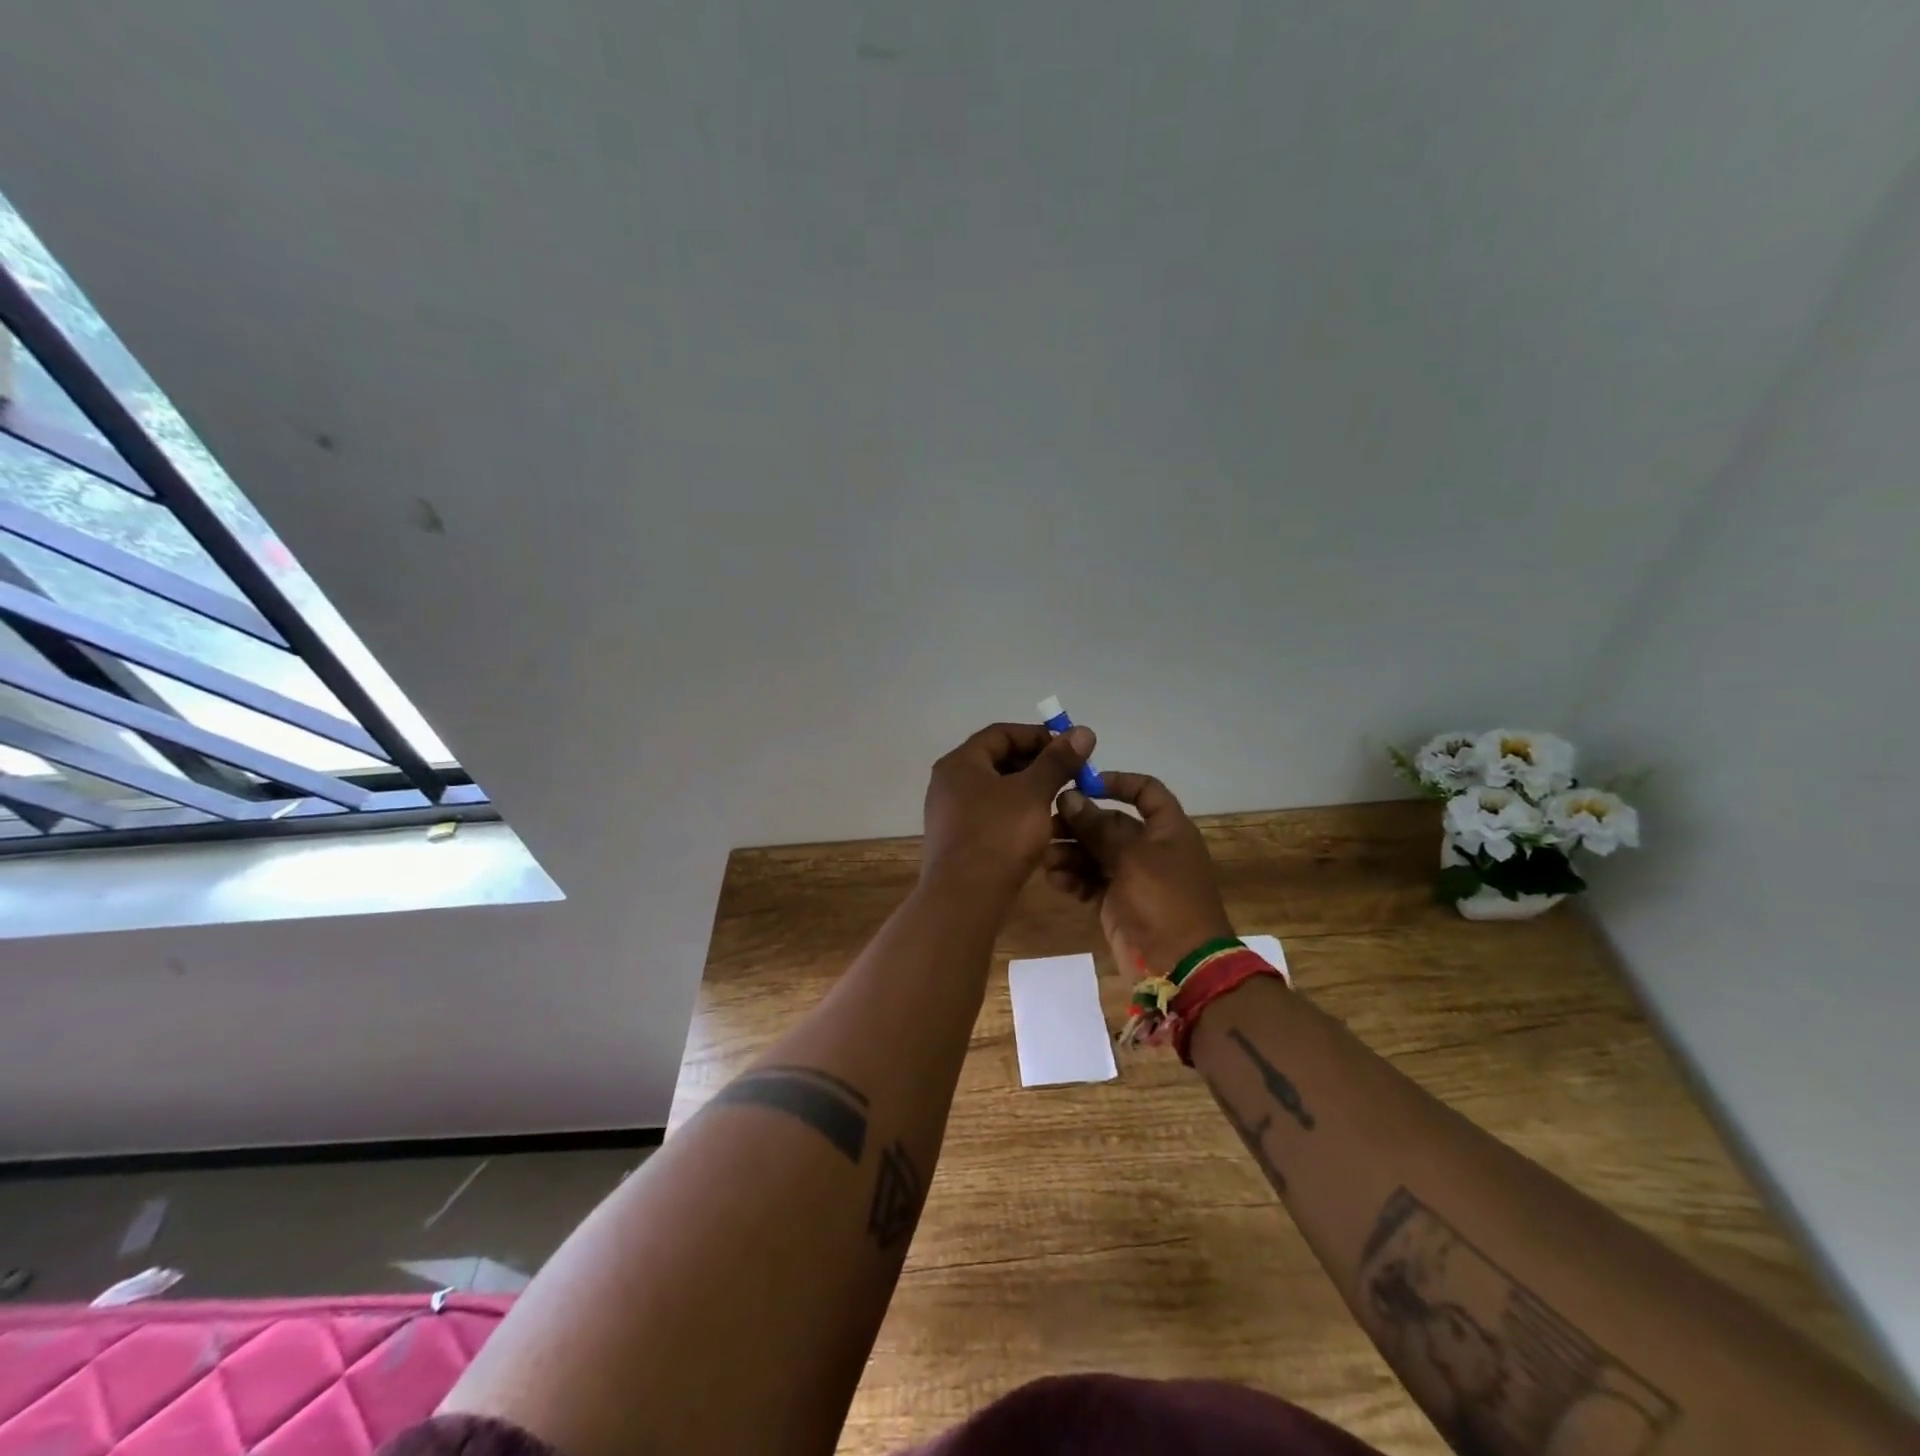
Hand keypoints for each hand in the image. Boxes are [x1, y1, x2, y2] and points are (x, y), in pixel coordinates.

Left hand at [922, 721, 1095, 897]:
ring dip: (1030, 791)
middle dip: (1036, 765)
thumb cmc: (998, 836)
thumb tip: (1083, 730)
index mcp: (960, 763)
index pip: (1001, 733)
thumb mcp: (1033, 793)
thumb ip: (1057, 761)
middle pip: (997, 761)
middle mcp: (949, 784)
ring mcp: (951, 815)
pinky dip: (1017, 815)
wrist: (964, 900)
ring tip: (1061, 801)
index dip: (1038, 735)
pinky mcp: (959, 842)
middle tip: (1069, 776)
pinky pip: (992, 816)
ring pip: (997, 791)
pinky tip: (1042, 829)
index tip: (1069, 749)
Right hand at [1046, 773, 1233, 976]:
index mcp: (1168, 829)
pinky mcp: (1116, 903)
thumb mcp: (1131, 857)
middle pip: (1110, 823)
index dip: (1117, 783)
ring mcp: (1132, 877)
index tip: (1083, 785)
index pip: (1146, 791)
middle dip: (1079, 822)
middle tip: (1048, 825)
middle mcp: (1150, 848)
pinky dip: (1073, 878)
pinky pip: (1089, 881)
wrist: (1180, 967)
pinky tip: (1054, 879)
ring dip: (1070, 852)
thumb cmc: (1164, 901)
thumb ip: (1098, 827)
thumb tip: (1070, 797)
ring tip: (1047, 858)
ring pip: (1095, 853)